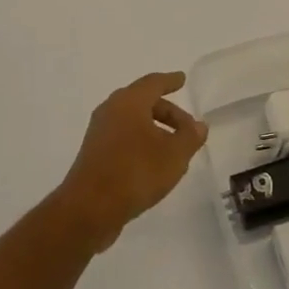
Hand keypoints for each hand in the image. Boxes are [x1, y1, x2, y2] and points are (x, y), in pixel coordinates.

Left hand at [54, 72, 207, 252]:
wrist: (89, 209)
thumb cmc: (135, 173)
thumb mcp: (174, 155)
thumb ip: (190, 137)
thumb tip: (198, 125)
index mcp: (129, 102)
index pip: (154, 83)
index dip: (171, 81)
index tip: (182, 79)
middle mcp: (111, 110)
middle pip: (143, 102)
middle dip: (168, 112)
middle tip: (188, 128)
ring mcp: (99, 132)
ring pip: (132, 121)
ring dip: (155, 130)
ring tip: (174, 149)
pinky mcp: (94, 154)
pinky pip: (123, 138)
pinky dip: (141, 142)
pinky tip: (154, 164)